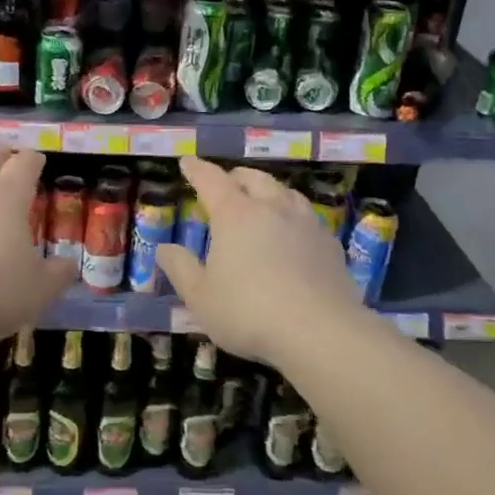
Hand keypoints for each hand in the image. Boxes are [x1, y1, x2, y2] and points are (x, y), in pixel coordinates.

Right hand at [155, 156, 358, 365]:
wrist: (321, 332)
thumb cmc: (249, 312)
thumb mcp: (200, 297)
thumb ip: (180, 269)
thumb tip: (164, 248)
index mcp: (235, 214)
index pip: (211, 180)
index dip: (197, 169)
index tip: (187, 162)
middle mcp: (271, 208)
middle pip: (253, 178)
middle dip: (235, 177)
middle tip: (226, 183)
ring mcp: (305, 223)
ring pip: (285, 192)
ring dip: (269, 190)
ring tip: (262, 200)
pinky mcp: (330, 244)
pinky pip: (308, 217)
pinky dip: (294, 216)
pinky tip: (294, 233)